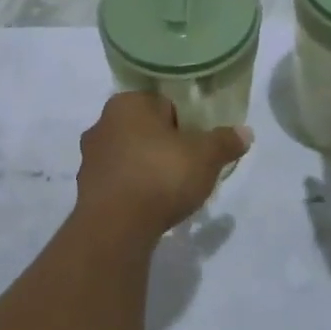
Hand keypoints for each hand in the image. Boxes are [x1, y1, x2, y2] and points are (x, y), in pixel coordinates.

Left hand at [76, 93, 251, 236]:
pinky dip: (132, 189)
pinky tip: (148, 206)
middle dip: (164, 145)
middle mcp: (102, 122)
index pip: (163, 104)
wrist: (115, 226)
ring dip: (146, 167)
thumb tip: (245, 132)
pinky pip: (118, 180)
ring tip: (169, 192)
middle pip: (145, 129)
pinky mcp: (85, 187)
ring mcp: (90, 156)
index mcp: (128, 103)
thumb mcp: (205, 157)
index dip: (185, 123)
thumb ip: (225, 141)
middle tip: (187, 168)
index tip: (197, 146)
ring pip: (129, 154)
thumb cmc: (161, 176)